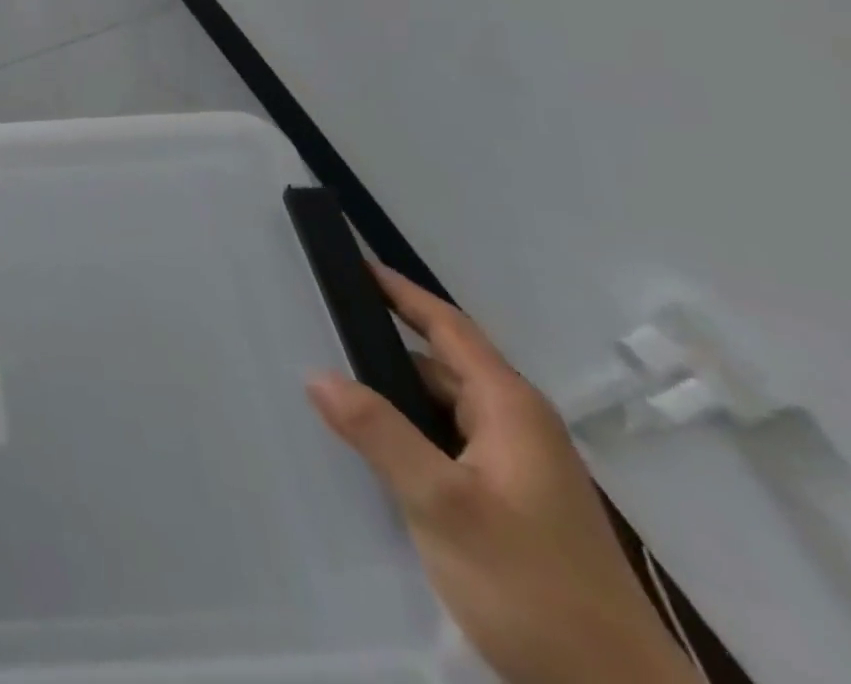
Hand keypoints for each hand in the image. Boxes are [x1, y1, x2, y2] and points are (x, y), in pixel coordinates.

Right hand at [305, 265, 699, 683]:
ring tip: (331, 386)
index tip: (353, 262)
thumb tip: (316, 373)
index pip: (447, 327)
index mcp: (510, 410)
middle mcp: (517, 427)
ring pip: (440, 408)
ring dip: (392, 394)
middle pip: (440, 364)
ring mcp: (517, 468)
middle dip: (382, 345)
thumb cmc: (533, 588)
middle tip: (319, 327)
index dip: (400, 291)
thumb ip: (379, 433)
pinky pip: (446, 443)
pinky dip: (407, 431)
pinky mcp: (510, 503)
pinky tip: (372, 448)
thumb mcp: (443, 506)